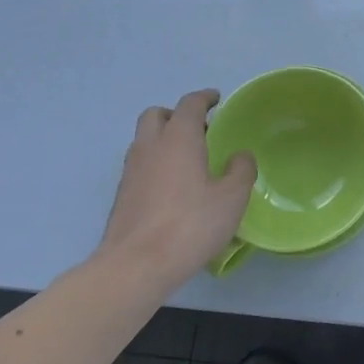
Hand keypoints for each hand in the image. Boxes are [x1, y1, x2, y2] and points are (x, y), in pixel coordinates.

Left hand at [96, 90, 255, 290]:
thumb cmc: (190, 225)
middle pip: (156, 115)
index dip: (204, 98)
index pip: (189, 104)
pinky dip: (155, 164)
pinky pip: (140, 165)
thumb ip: (241, 170)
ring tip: (187, 159)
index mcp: (178, 138)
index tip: (216, 99)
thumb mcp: (232, 198)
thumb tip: (240, 156)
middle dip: (176, 115)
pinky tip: (172, 187)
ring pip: (144, 140)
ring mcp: (131, 171)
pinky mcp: (122, 195)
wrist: (135, 266)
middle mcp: (150, 147)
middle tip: (199, 129)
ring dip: (163, 139)